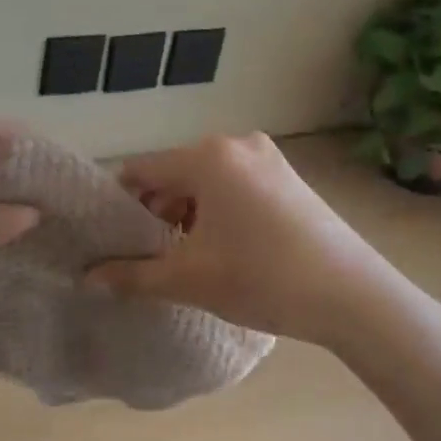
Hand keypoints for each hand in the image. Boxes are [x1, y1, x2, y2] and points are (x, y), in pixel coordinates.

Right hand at [86, 133, 403, 345]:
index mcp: (207, 157)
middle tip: (151, 254)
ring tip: (188, 255)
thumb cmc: (262, 278)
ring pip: (205, 179)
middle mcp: (235, 143)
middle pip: (174, 173)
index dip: (121, 205)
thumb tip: (86, 280)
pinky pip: (234, 184)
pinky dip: (218, 209)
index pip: (142, 171)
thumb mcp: (189, 279)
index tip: (114, 239)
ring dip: (187, 212)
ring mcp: (267, 157)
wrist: (354, 296)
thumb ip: (132, 276)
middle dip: (156, 212)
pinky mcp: (288, 175)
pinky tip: (225, 246)